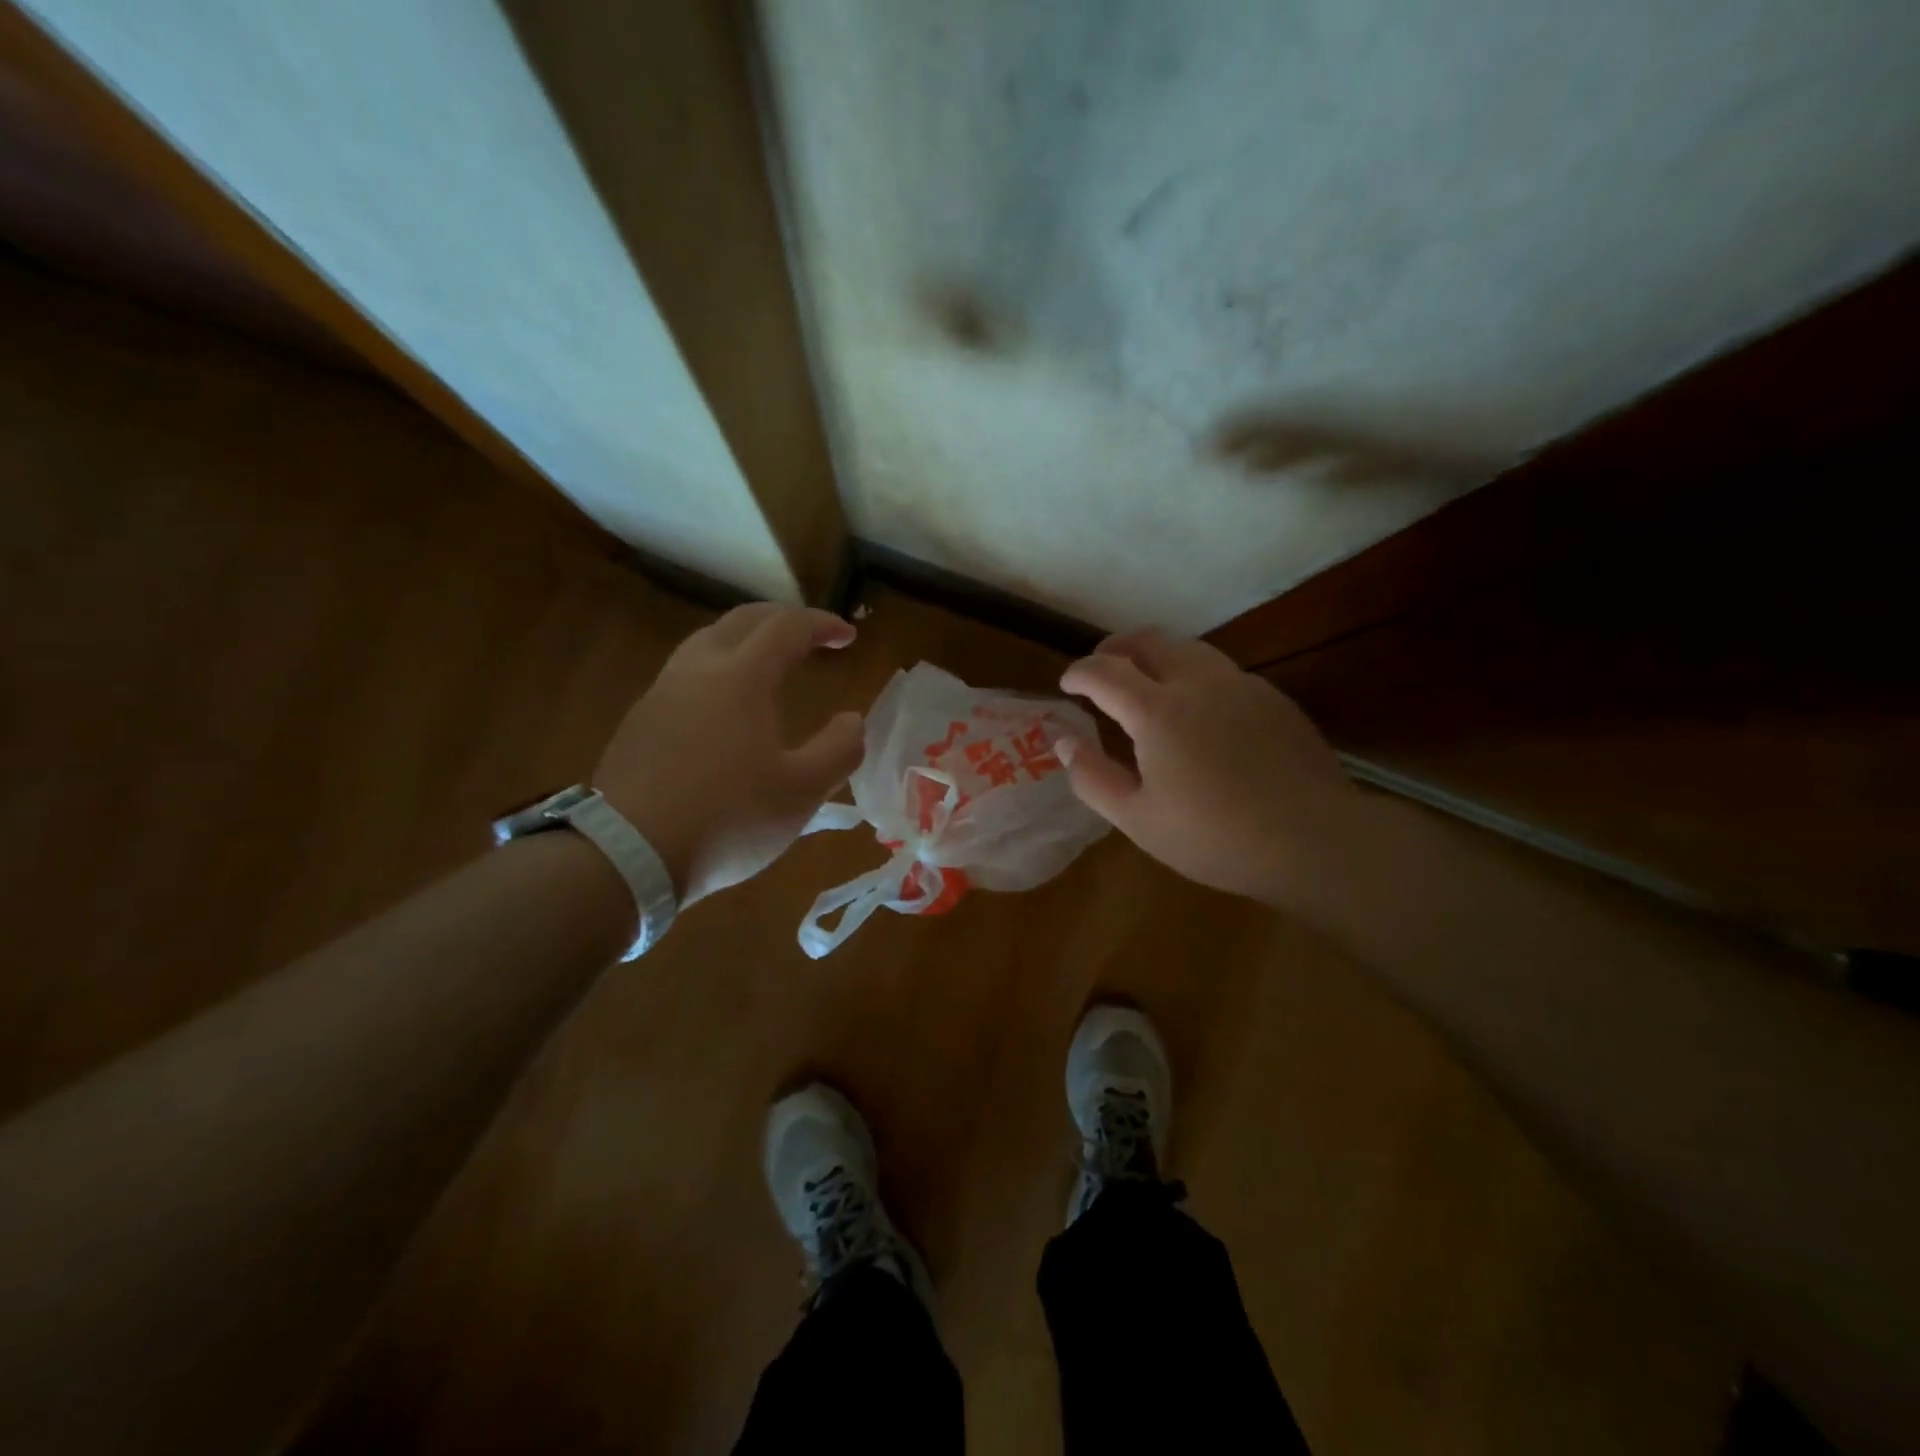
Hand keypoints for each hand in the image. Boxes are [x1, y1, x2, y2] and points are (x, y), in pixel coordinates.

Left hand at [593, 604, 863, 904]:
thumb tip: (852, 721)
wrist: (628, 855)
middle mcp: (697, 670)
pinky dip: (718, 670)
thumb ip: (838, 750)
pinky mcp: (639, 722)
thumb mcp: (802, 792)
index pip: (787, 627)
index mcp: (741, 677)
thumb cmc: (727, 819)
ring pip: (707, 643)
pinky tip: (725, 707)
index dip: (822, 624)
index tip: (848, 636)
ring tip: (769, 662)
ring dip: (745, 640)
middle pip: (742, 621)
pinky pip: (685, 675)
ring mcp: (661, 693)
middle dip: (782, 620)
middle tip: (811, 635)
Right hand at [1057, 629, 1360, 907]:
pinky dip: (1193, 675)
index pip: (1104, 671)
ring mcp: (1241, 685)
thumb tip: (1063, 741)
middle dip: (1115, 648)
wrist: (1314, 840)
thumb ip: (1092, 777)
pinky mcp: (1273, 698)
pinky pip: (1221, 670)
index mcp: (1157, 711)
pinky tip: (1198, 710)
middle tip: (1102, 670)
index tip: (1067, 684)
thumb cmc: (1215, 837)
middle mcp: (1198, 682)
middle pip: (1148, 640)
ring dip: (1156, 656)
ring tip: (1145, 684)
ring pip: (1189, 648)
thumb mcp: (1137, 820)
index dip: (1079, 673)